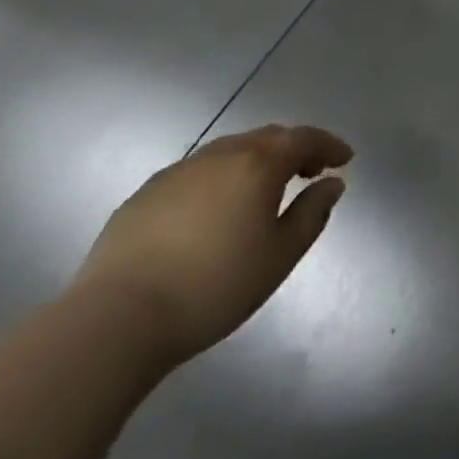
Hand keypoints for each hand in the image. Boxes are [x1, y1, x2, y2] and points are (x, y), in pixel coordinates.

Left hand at [71, 124, 352, 365]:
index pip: (304, 138)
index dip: (329, 145)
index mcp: (258, 164)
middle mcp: (220, 156)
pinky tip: (213, 210)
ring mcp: (177, 173)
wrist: (113, 321)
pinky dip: (219, 179)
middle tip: (308, 172)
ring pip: (228, 152)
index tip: (345, 159)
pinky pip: (195, 173)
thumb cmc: (213, 286)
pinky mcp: (143, 197)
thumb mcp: (280, 255)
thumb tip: (331, 184)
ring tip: (261, 190)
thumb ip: (313, 212)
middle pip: (266, 137)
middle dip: (293, 149)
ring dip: (254, 161)